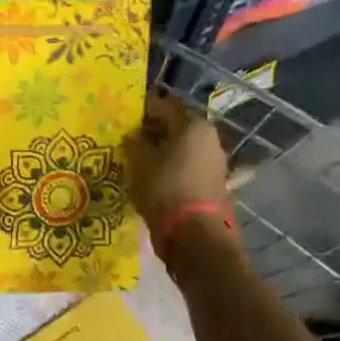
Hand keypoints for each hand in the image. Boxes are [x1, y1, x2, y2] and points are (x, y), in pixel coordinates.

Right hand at [126, 94, 233, 254]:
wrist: (193, 234)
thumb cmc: (164, 189)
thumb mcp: (139, 162)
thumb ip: (134, 143)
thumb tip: (134, 135)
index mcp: (193, 125)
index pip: (165, 106)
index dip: (143, 108)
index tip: (125, 115)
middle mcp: (209, 139)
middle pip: (176, 128)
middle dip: (153, 131)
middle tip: (129, 138)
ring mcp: (215, 163)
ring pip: (182, 149)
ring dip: (162, 152)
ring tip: (138, 160)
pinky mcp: (213, 184)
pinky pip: (186, 168)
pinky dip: (171, 169)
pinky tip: (154, 178)